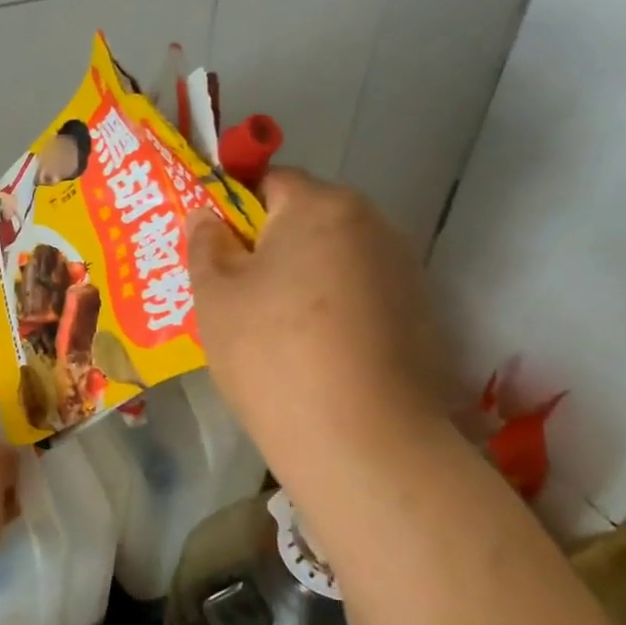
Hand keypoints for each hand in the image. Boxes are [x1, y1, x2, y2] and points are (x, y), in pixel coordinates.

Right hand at [190, 169, 449, 486]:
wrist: (363, 443)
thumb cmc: (272, 353)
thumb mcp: (215, 295)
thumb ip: (205, 243)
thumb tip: (209, 216)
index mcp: (322, 205)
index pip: (270, 181)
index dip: (235, 210)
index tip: (216, 254)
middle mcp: (374, 224)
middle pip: (307, 220)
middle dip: (269, 248)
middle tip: (235, 297)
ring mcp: (404, 272)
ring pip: (333, 260)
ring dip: (302, 281)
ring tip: (272, 333)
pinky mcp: (420, 317)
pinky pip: (359, 296)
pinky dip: (333, 312)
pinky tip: (314, 356)